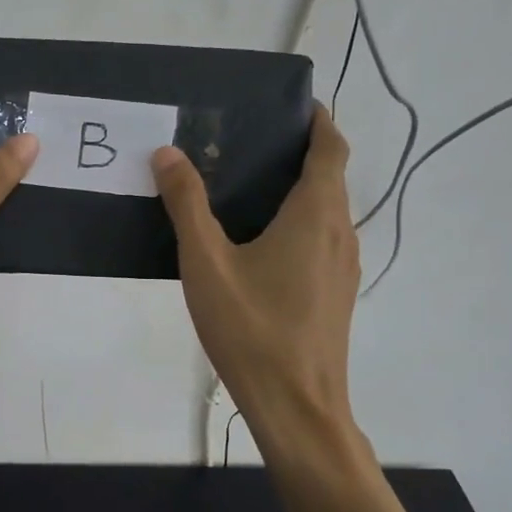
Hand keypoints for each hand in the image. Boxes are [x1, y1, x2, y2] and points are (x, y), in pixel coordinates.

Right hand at [153, 107, 360, 446]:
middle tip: (247, 141)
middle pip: (330, 176)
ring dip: (299, 188)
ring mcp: (343, 265)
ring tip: (247, 184)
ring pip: (327, 210)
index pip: (331, 147)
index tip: (290, 105)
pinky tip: (258, 241)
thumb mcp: (206, 262)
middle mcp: (339, 232)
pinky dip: (299, 221)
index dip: (318, 120)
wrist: (297, 407)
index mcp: (315, 214)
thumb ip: (187, 204)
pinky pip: (322, 238)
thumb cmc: (252, 328)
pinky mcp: (337, 292)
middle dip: (300, 151)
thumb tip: (169, 153)